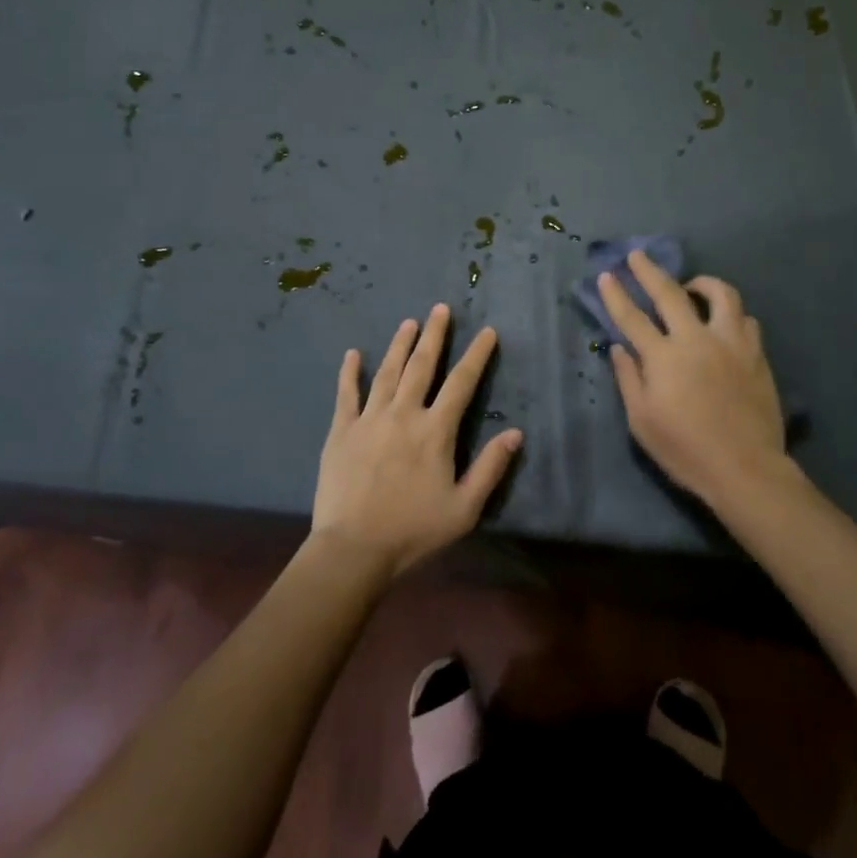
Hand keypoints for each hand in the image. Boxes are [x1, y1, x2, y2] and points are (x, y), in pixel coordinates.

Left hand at [311, 304, 522, 578]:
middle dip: (434, 335)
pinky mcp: (342, 431)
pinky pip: (346, 394)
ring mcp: (369, 419)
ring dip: (399, 345)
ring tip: (408, 322)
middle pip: (422, 365)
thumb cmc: (414, 530)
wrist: (354, 548)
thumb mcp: (464, 508)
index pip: (462, 383)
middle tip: (440, 309)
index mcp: (435, 431)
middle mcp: (404, 414)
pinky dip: (350, 372)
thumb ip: (490, 468)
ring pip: (388, 372)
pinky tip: (353, 353)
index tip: (487, 332)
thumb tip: (515, 433)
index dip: (476, 355)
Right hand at [599, 252, 799, 510]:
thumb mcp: (642, 421)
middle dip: (650, 271)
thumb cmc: (685, 450)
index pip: (632, 317)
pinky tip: (723, 323)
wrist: (745, 469)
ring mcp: (732, 344)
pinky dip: (730, 314)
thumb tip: (619, 348)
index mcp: (664, 357)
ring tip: (692, 286)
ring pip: (721, 295)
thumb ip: (629, 379)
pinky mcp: (756, 355)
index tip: (607, 275)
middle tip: (638, 255)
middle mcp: (697, 340)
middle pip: (670, 293)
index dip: (616, 294)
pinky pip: (745, 320)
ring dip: (702, 283)